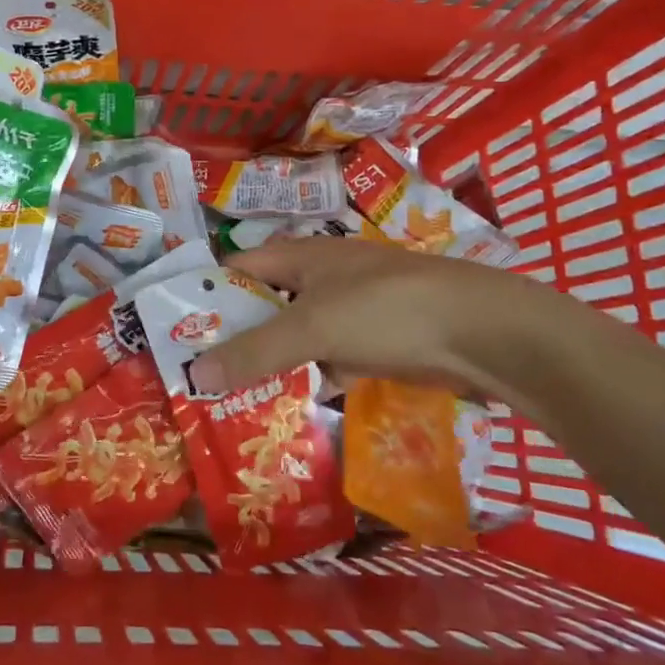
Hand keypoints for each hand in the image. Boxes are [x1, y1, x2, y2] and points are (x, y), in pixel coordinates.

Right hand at [189, 237, 569, 398]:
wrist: (484, 334)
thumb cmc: (387, 310)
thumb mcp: (313, 327)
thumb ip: (255, 350)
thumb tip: (195, 373)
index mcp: (304, 256)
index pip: (241, 267)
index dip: (210, 293)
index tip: (179, 329)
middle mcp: (323, 279)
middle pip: (267, 305)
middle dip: (236, 336)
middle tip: (199, 374)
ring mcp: (353, 312)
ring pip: (298, 337)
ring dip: (272, 363)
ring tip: (231, 399)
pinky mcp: (377, 344)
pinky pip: (329, 361)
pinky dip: (310, 379)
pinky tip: (288, 407)